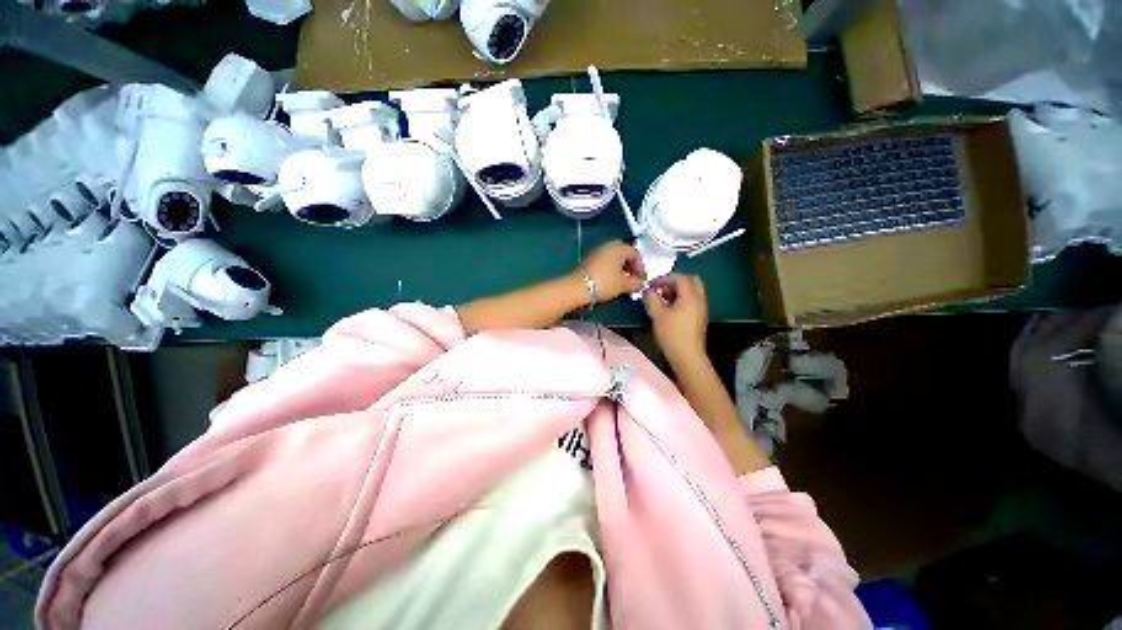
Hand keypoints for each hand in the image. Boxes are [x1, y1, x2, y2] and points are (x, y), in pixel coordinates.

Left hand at [576, 240, 645, 303]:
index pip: (635, 253)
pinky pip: (605, 262)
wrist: (578, 287)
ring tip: (623, 282)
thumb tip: (641, 284)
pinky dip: (611, 270)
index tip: (642, 280)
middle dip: (631, 266)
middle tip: (634, 279)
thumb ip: (636, 283)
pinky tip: (612, 281)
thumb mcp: (624, 285)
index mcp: (619, 247)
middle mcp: (608, 245)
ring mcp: (597, 251)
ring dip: (621, 268)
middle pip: (624, 254)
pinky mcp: (589, 260)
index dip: (641, 267)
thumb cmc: (605, 283)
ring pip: (614, 258)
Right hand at [643, 274, 708, 364]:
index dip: (665, 278)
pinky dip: (682, 299)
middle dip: (675, 281)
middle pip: (691, 280)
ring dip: (679, 290)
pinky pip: (693, 300)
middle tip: (661, 288)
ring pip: (693, 291)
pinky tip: (670, 309)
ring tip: (663, 298)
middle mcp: (699, 299)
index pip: (680, 278)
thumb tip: (648, 291)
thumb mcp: (657, 315)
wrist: (687, 356)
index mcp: (690, 296)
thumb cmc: (672, 334)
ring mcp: (702, 309)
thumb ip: (652, 299)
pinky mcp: (700, 317)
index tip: (652, 284)